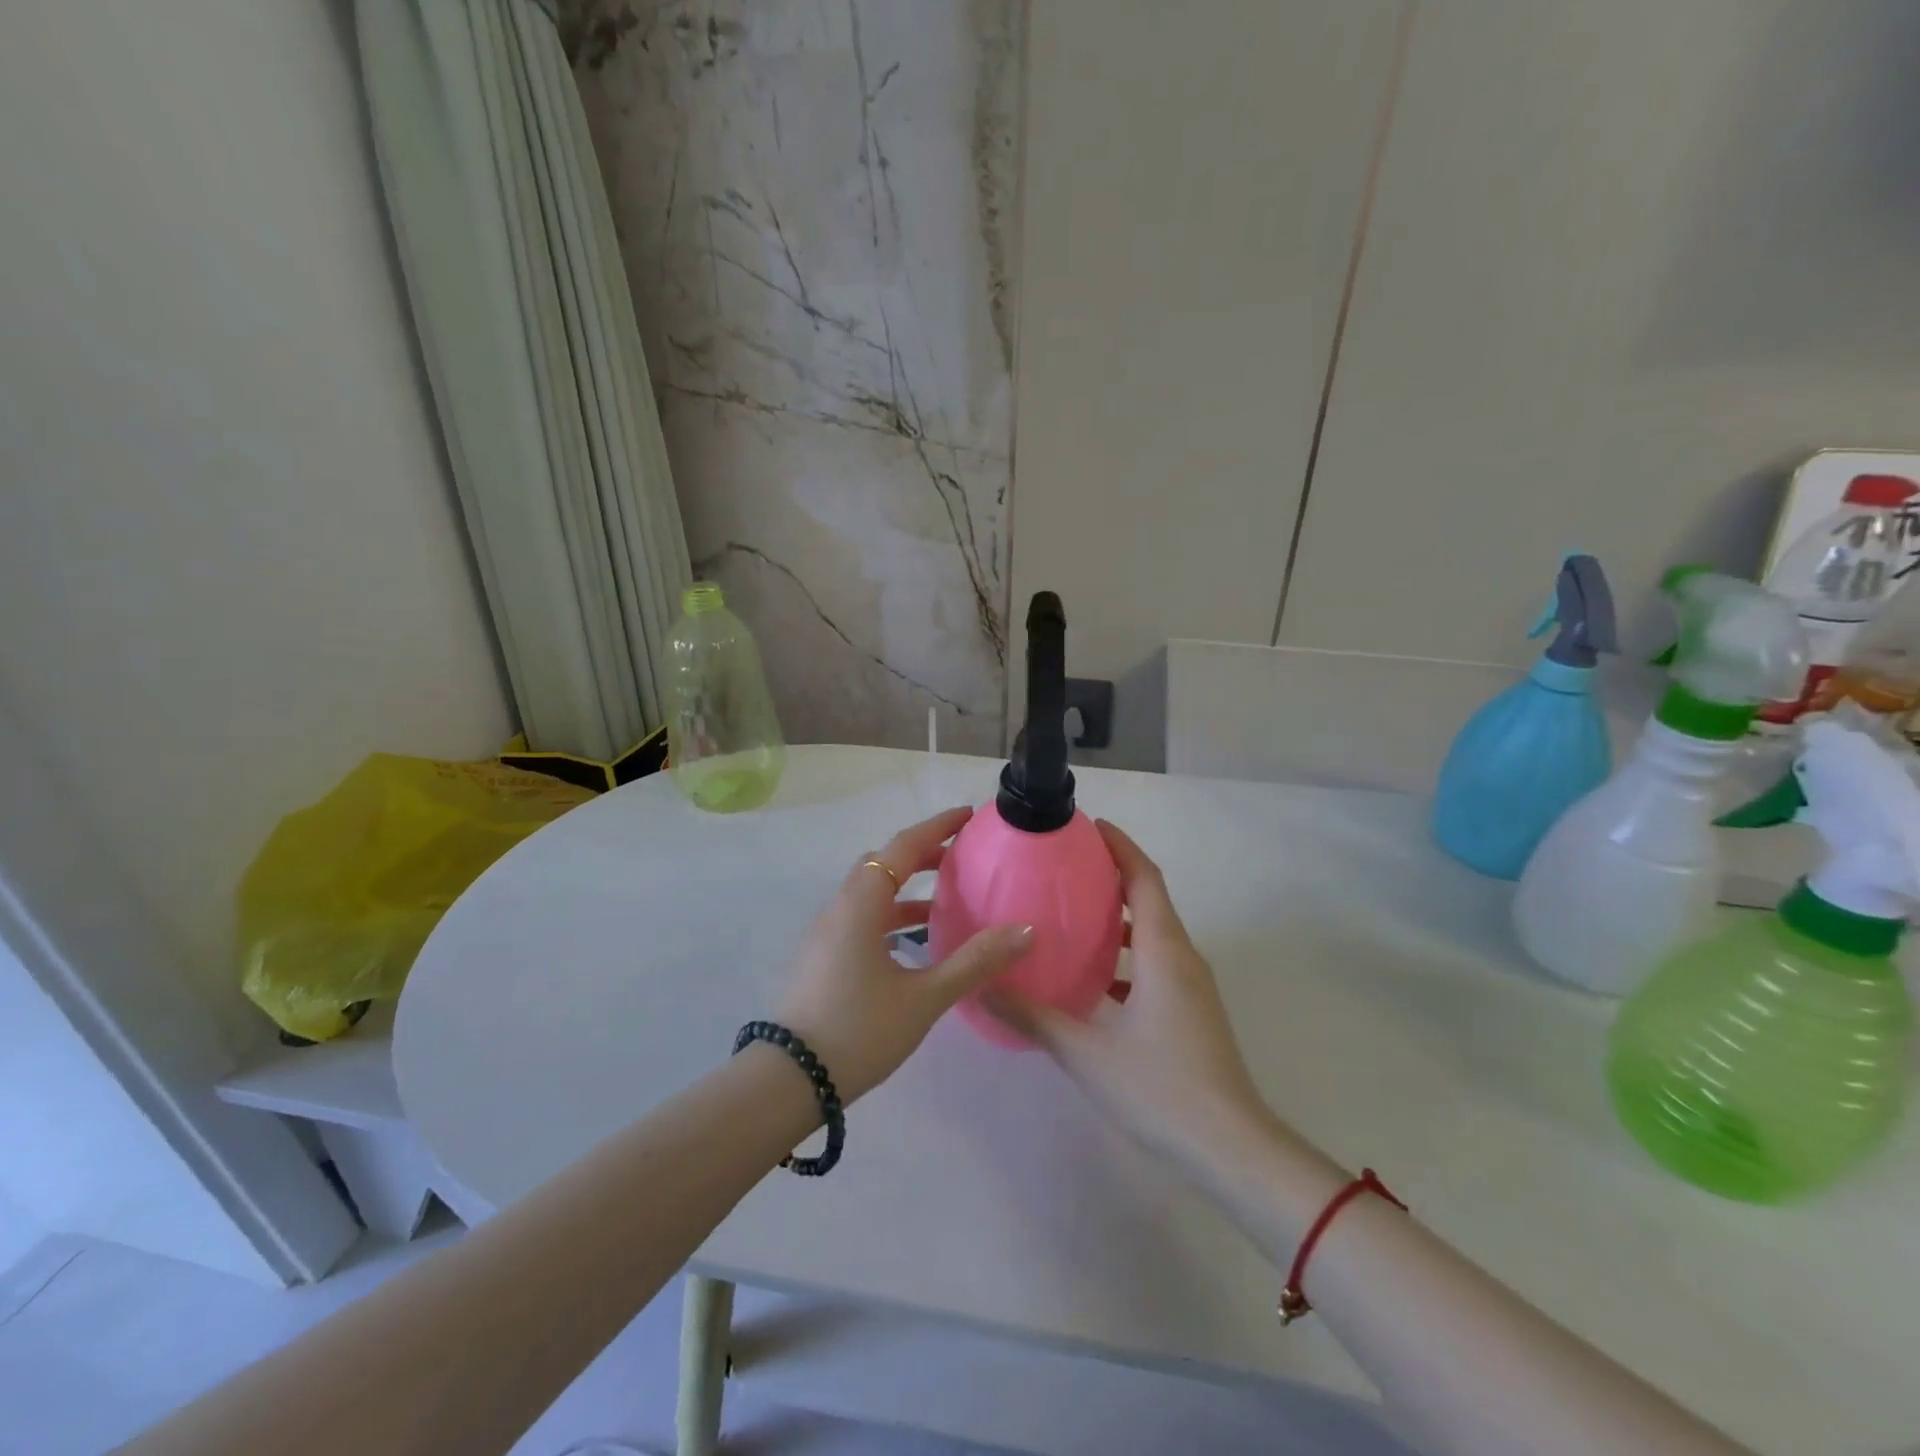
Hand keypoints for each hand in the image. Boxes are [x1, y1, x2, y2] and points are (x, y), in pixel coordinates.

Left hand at [773, 806, 1032, 1102]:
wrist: (790, 1080)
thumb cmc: (859, 1030)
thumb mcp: (925, 997)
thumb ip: (975, 961)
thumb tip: (1026, 931)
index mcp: (861, 903)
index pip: (902, 846)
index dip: (937, 827)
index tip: (967, 815)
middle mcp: (840, 906)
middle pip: (883, 863)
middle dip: (923, 854)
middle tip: (962, 856)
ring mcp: (827, 932)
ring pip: (870, 892)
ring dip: (905, 887)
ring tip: (945, 898)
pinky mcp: (823, 955)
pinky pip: (862, 917)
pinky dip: (891, 914)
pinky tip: (914, 943)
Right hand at [984, 820, 1270, 1172]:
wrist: (1233, 1149)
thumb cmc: (1160, 1088)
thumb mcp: (1085, 1052)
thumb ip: (1031, 1016)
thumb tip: (982, 987)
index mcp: (1163, 951)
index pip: (1144, 878)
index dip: (1120, 846)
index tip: (1089, 826)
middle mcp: (1182, 957)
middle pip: (1150, 898)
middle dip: (1114, 875)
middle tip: (1067, 866)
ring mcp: (1192, 986)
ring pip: (1154, 933)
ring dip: (1120, 916)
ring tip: (1074, 914)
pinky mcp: (1192, 1011)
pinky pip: (1157, 963)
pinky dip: (1127, 954)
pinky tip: (1094, 977)